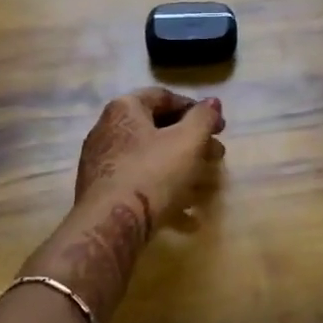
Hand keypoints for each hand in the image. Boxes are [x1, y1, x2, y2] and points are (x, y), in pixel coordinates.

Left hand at [72, 87, 225, 226]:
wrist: (109, 225)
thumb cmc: (151, 173)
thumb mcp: (187, 142)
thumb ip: (203, 118)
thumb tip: (213, 102)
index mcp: (124, 109)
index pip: (164, 97)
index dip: (196, 109)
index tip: (219, 127)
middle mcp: (108, 129)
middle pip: (158, 129)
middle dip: (192, 143)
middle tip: (217, 156)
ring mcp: (102, 163)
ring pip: (150, 160)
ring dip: (182, 171)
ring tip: (206, 187)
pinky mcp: (102, 193)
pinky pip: (139, 185)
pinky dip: (164, 195)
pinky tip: (188, 218)